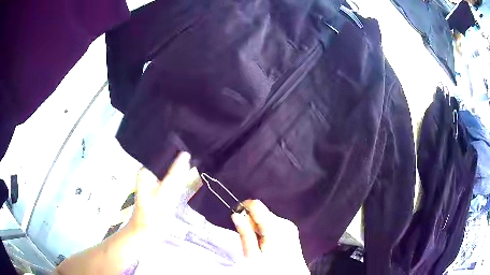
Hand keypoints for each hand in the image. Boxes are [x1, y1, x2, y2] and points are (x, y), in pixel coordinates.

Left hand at [127, 152, 195, 234]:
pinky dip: (180, 182)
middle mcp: (150, 174)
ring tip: (194, 170)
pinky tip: (188, 181)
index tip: (192, 152)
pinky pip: (173, 182)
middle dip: (180, 163)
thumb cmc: (153, 214)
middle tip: (196, 161)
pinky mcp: (161, 191)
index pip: (163, 155)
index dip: (177, 152)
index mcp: (146, 170)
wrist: (147, 234)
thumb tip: (186, 154)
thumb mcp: (165, 194)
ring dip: (182, 173)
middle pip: (168, 163)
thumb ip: (175, 175)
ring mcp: (156, 183)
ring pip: (172, 172)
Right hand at [231, 200, 309, 273]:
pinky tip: (269, 245)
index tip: (237, 221)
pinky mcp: (292, 230)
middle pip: (261, 212)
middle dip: (251, 222)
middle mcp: (285, 222)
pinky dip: (267, 231)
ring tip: (259, 245)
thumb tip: (236, 215)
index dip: (243, 209)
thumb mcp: (252, 254)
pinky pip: (275, 224)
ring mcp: (290, 226)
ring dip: (259, 228)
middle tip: (249, 241)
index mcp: (275, 227)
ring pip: (267, 218)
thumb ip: (245, 233)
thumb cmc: (269, 268)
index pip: (256, 205)